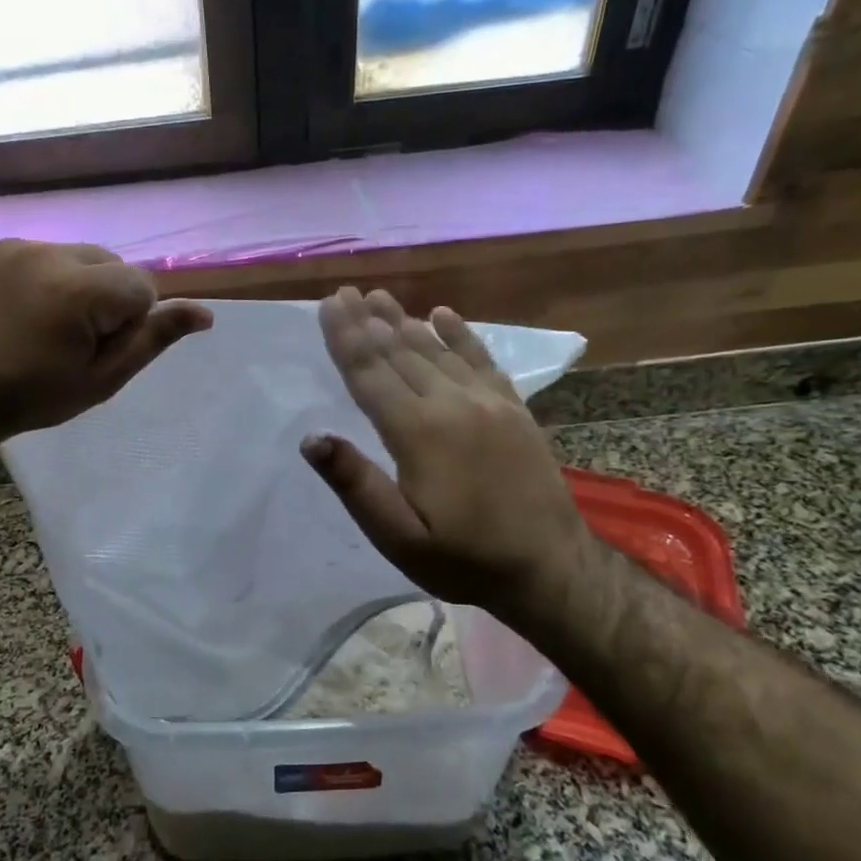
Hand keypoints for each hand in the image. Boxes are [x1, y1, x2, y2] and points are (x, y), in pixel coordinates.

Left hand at [0, 239, 212, 447]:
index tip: (98, 351)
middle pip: (115, 265)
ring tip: (52, 327)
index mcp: (78, 289)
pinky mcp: (0, 248)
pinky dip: (55, 278)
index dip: (131, 322)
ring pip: (85, 257)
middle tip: (77, 342)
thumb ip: (151, 339)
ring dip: (85, 286)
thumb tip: (205, 314)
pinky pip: (51, 255)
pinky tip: (31, 311)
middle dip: (111, 299)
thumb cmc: (32, 397)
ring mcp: (20, 246)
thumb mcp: (101, 379)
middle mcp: (50, 253)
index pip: (142, 287)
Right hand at [301, 287, 597, 618]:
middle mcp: (452, 404)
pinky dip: (461, 335)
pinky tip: (444, 315)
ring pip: (437, 351)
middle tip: (346, 291)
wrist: (549, 568)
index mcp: (418, 432)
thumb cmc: (463, 559)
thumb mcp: (398, 537)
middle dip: (369, 321)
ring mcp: (489, 403)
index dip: (346, 338)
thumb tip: (311, 438)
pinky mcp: (514, 410)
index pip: (371, 374)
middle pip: (401, 352)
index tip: (328, 304)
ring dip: (405, 321)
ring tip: (380, 296)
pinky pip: (482, 360)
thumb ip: (356, 485)